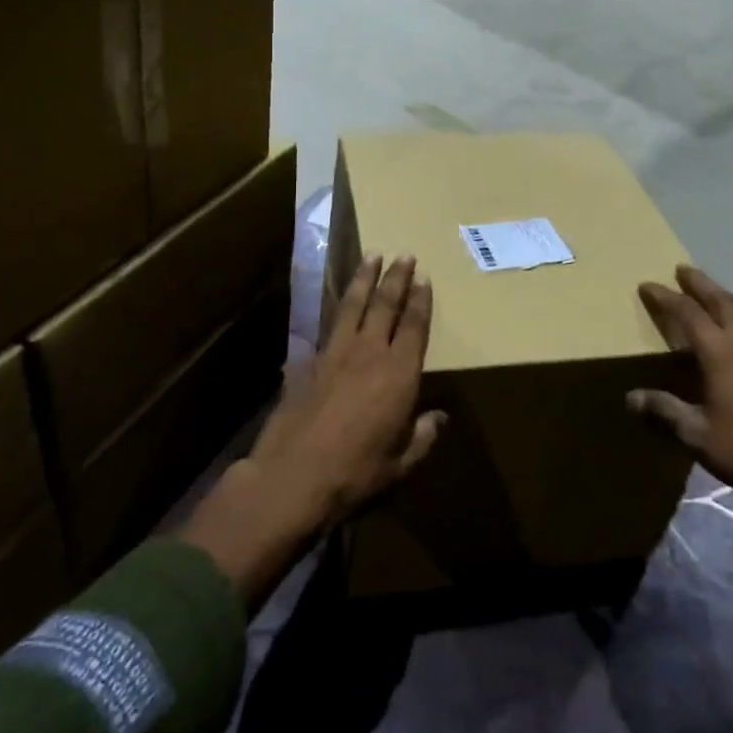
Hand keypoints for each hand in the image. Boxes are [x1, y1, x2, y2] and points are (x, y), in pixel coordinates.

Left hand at [180, 254, 445, 608]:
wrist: (292, 477)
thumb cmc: (355, 475)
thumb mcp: (400, 466)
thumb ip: (421, 437)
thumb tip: (440, 417)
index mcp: (399, 374)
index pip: (414, 326)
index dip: (421, 300)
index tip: (424, 277)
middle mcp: (370, 352)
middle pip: (386, 304)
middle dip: (396, 277)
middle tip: (404, 254)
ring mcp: (336, 353)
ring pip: (354, 304)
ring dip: (365, 278)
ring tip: (373, 256)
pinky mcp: (309, 361)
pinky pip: (329, 325)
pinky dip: (337, 309)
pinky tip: (337, 303)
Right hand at [627, 265, 732, 519]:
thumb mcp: (696, 434)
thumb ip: (664, 411)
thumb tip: (630, 397)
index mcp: (719, 352)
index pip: (687, 312)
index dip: (665, 297)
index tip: (646, 285)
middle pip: (720, 300)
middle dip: (699, 283)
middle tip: (682, 269)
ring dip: (723, 294)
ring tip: (711, 289)